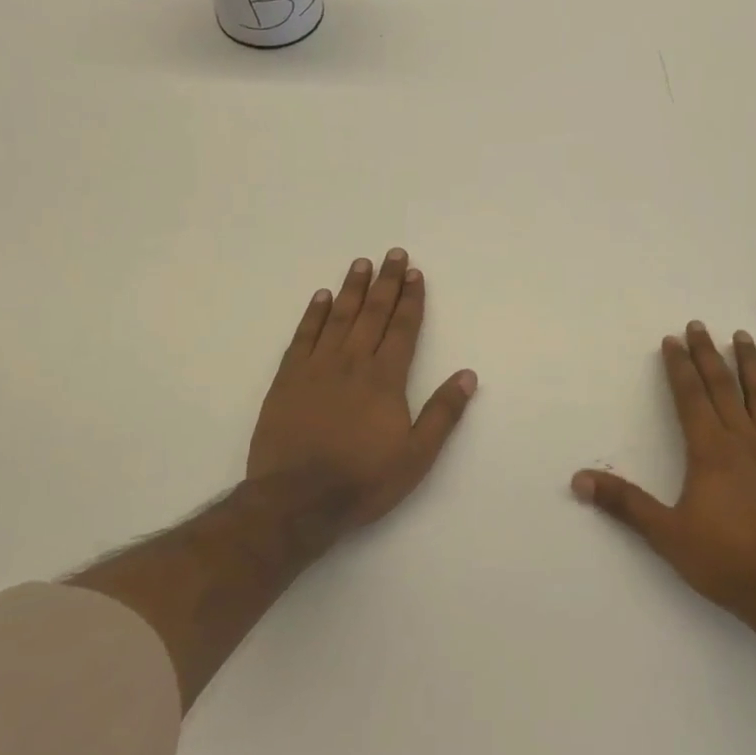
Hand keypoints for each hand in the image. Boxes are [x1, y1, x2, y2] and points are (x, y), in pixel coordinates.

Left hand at [249, 249, 478, 535]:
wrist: (296, 500)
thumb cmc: (363, 480)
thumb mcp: (416, 456)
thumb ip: (442, 413)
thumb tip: (468, 375)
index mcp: (385, 379)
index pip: (402, 328)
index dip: (411, 299)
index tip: (415, 273)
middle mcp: (352, 363)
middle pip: (372, 313)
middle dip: (386, 282)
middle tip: (393, 254)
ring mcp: (316, 368)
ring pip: (338, 317)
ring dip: (351, 289)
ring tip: (361, 263)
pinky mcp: (288, 379)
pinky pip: (303, 336)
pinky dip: (313, 314)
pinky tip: (321, 297)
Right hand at [572, 321, 755, 635]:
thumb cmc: (723, 559)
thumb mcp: (665, 533)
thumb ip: (624, 503)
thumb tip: (580, 480)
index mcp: (709, 450)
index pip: (690, 396)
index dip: (679, 367)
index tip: (672, 341)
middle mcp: (743, 441)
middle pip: (723, 387)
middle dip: (707, 354)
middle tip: (698, 326)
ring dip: (751, 366)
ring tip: (742, 338)